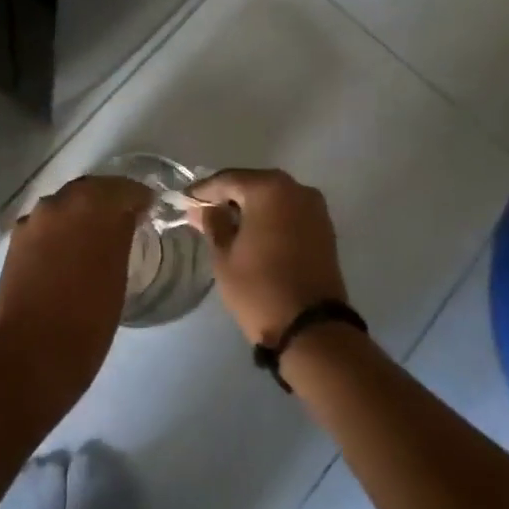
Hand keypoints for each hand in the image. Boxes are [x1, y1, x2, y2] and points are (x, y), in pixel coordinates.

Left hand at [0, 175, 153, 415]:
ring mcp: (34, 220)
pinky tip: (68, 249)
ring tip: (96, 235)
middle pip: (90, 190)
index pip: (123, 189)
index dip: (138, 197)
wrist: (33, 353)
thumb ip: (119, 236)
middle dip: (108, 200)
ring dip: (82, 212)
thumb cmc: (88, 320)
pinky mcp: (16, 240)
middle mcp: (60, 203)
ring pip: (65, 204)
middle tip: (124, 217)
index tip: (149, 207)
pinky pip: (46, 223)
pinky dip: (60, 228)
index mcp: (92, 207)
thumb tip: (123, 220)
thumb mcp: (118, 274)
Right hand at [190, 169, 347, 347]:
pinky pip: (289, 212)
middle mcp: (296, 189)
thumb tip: (203, 208)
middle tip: (203, 212)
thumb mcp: (224, 256)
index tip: (184, 201)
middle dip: (228, 197)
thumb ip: (212, 223)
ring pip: (273, 198)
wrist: (312, 329)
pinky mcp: (324, 229)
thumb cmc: (259, 288)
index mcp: (269, 189)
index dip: (203, 190)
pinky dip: (270, 218)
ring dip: (250, 208)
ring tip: (226, 225)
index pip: (227, 180)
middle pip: (252, 184)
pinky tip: (252, 234)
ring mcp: (315, 208)